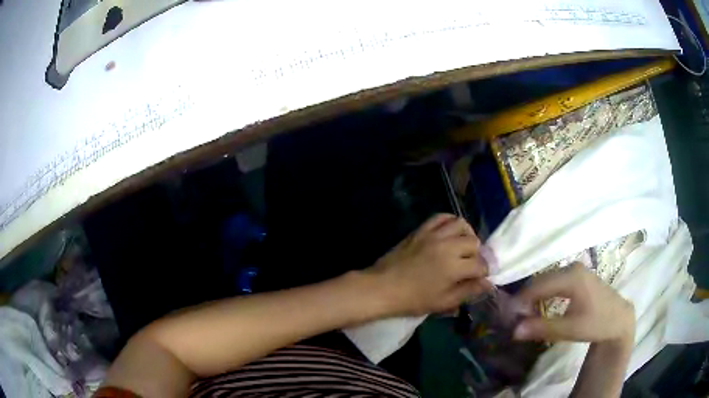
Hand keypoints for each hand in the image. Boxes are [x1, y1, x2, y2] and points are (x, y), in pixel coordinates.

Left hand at [366, 214, 491, 315]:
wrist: (382, 287)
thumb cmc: (413, 299)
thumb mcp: (444, 302)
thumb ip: (468, 291)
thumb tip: (488, 284)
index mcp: (454, 267)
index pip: (481, 264)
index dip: (483, 272)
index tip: (479, 278)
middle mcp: (447, 246)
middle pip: (474, 242)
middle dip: (476, 255)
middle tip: (469, 265)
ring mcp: (433, 235)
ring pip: (461, 224)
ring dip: (467, 235)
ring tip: (463, 246)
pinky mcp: (421, 229)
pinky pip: (441, 217)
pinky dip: (450, 222)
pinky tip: (450, 232)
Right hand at [511, 263, 634, 343]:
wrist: (619, 319)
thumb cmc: (597, 323)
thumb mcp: (570, 329)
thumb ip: (542, 328)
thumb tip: (514, 331)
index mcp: (572, 277)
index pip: (538, 285)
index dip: (520, 301)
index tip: (507, 318)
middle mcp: (572, 267)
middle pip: (541, 280)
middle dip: (526, 298)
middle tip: (514, 319)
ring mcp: (576, 269)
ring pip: (546, 280)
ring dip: (534, 296)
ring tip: (525, 315)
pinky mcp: (578, 274)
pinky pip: (554, 280)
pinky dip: (543, 293)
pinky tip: (540, 306)